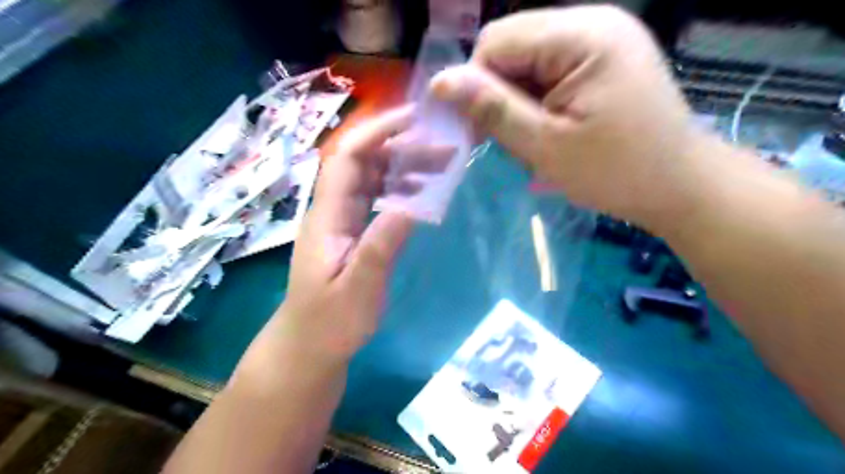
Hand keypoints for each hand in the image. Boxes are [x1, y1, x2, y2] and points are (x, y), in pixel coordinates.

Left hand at [274, 108, 451, 364]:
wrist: (309, 346)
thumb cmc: (331, 322)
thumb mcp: (359, 289)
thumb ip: (381, 246)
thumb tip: (412, 204)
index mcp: (327, 216)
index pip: (347, 158)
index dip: (377, 132)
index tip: (414, 120)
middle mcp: (332, 209)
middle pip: (364, 163)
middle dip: (403, 149)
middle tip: (445, 149)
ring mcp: (342, 220)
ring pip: (373, 179)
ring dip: (405, 168)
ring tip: (442, 167)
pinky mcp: (351, 232)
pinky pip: (376, 199)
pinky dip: (400, 190)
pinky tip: (423, 194)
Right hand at [430, 4, 706, 228]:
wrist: (678, 186)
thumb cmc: (614, 172)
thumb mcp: (545, 146)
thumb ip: (492, 110)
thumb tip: (440, 83)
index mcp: (582, 35)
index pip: (496, 41)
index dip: (477, 84)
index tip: (479, 130)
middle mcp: (593, 21)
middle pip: (512, 46)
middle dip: (499, 93)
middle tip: (511, 138)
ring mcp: (601, 38)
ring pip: (527, 61)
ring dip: (518, 100)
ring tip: (536, 137)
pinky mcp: (603, 58)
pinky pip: (549, 69)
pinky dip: (538, 100)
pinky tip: (550, 127)